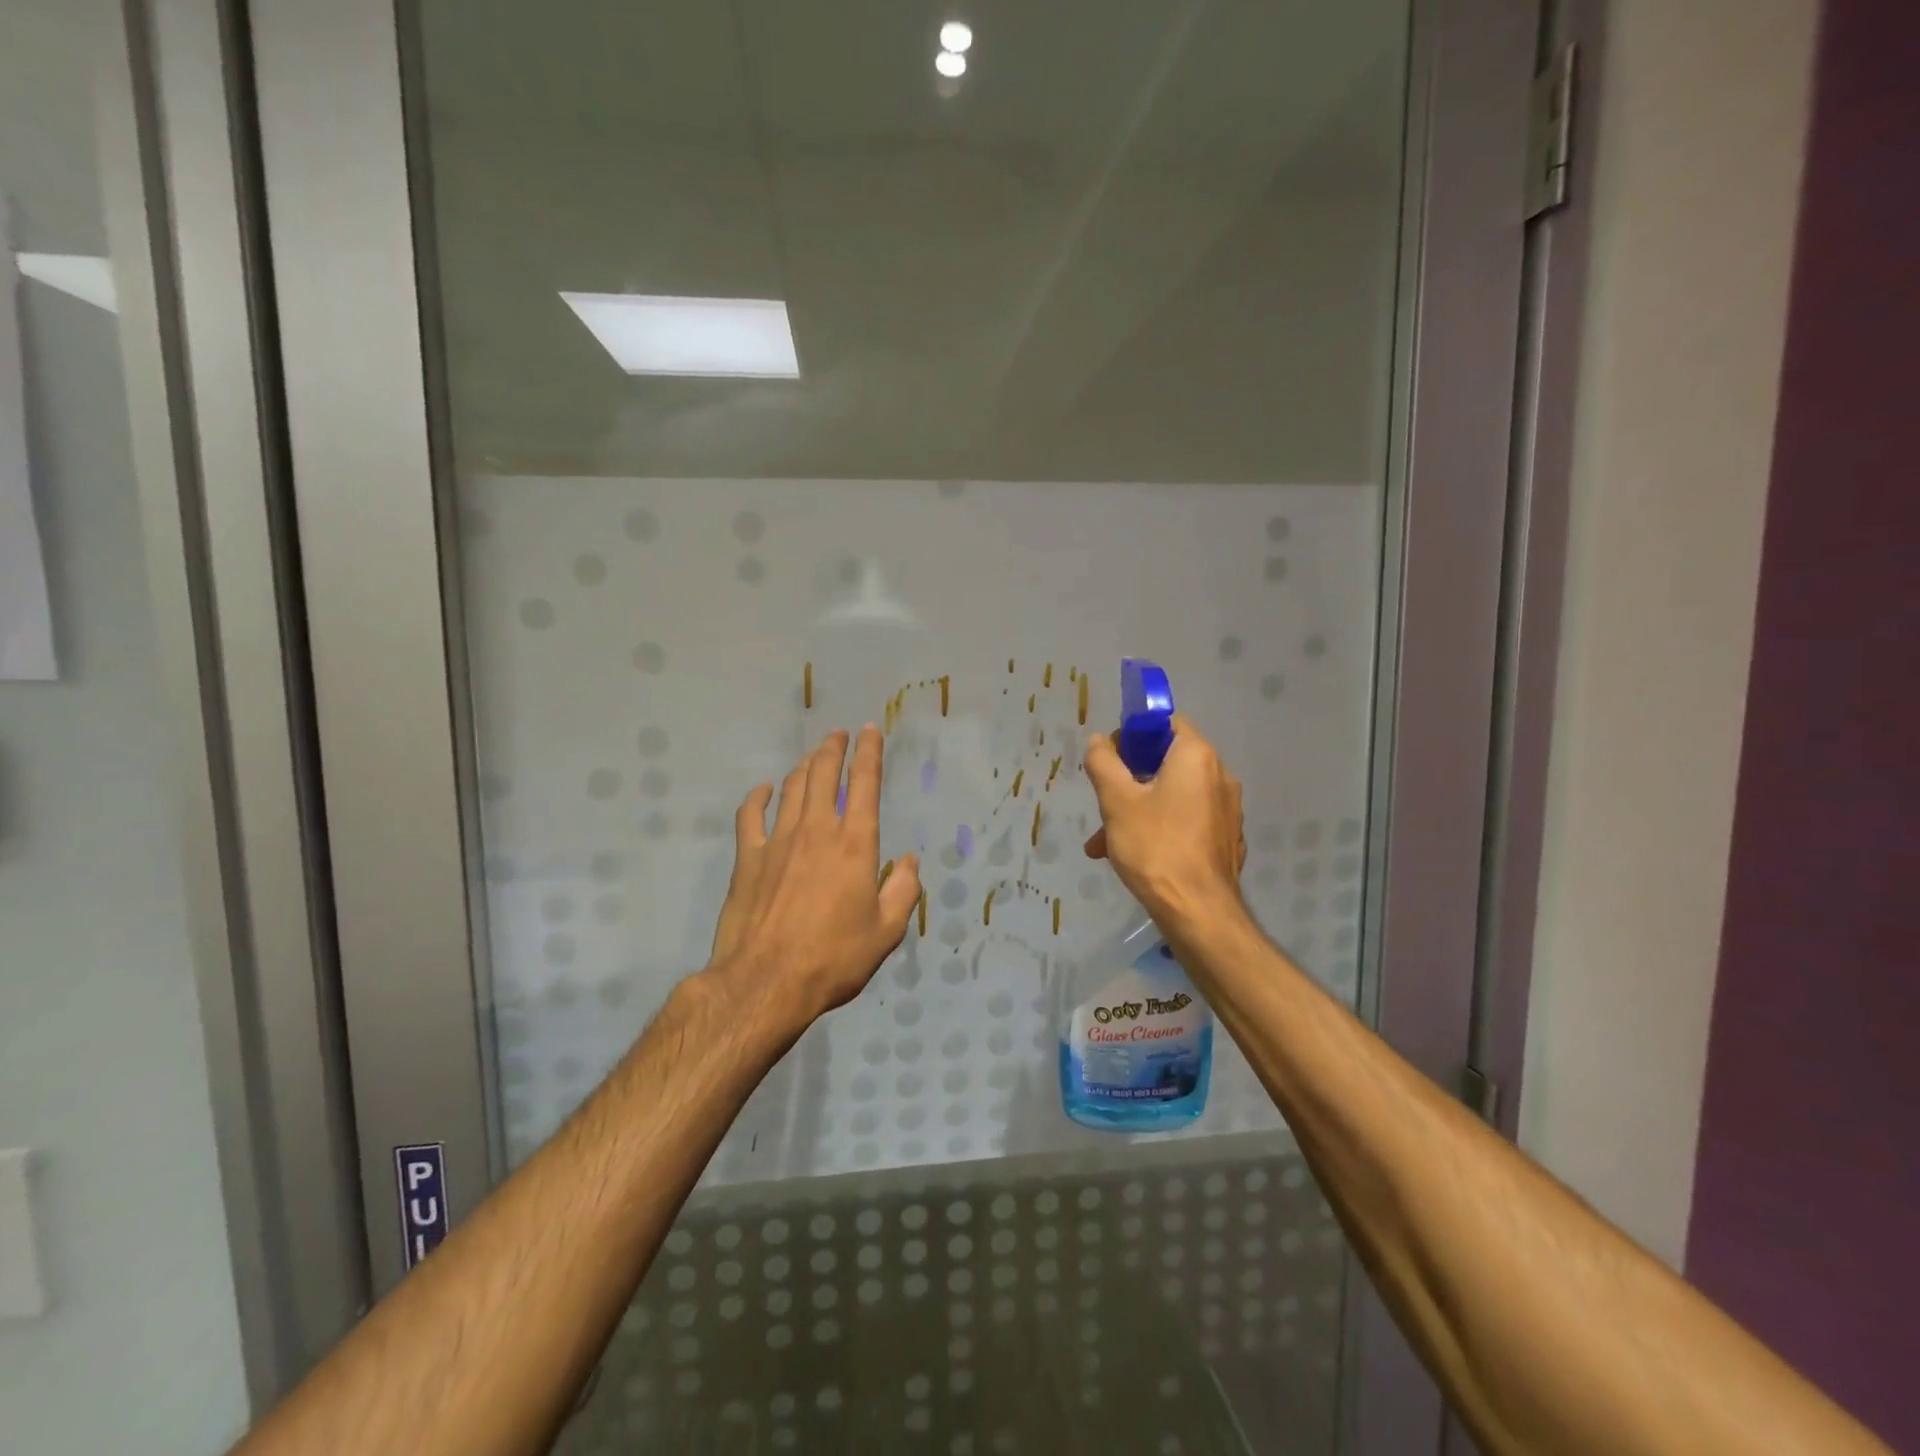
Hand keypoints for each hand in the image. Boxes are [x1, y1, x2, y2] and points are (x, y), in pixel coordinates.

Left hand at [706, 726, 921, 1028]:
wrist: (766, 982)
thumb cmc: (833, 958)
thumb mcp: (886, 932)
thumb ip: (903, 891)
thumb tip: (910, 861)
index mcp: (855, 844)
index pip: (864, 784)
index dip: (869, 753)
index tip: (870, 731)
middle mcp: (817, 830)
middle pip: (823, 774)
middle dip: (833, 748)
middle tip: (838, 734)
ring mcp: (778, 841)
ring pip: (792, 788)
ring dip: (804, 766)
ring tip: (813, 756)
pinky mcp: (748, 858)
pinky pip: (750, 815)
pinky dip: (758, 796)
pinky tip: (764, 789)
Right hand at [1083, 713, 1246, 927]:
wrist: (1198, 912)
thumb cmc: (1155, 846)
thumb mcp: (1116, 801)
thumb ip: (1103, 762)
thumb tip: (1100, 741)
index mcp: (1197, 756)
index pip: (1166, 723)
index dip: (1134, 735)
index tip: (1112, 760)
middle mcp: (1220, 775)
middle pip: (1167, 762)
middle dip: (1129, 781)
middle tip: (1104, 805)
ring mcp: (1227, 809)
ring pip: (1173, 796)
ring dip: (1138, 810)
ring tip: (1104, 843)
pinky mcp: (1226, 838)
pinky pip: (1187, 821)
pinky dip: (1161, 829)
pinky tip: (1135, 857)